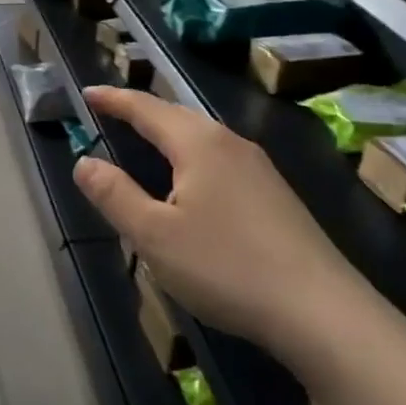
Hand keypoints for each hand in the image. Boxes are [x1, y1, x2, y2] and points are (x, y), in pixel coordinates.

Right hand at [74, 87, 380, 379]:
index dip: (115, 99)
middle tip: (113, 111)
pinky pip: (221, 159)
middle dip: (142, 111)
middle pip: (178, 115)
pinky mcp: (275, 196)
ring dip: (169, 132)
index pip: (147, 109)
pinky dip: (192, 156)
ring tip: (146, 140)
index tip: (88, 92)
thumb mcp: (154, 236)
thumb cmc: (225, 266)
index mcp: (198, 144)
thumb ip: (114, 195)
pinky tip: (193, 183)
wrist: (322, 312)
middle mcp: (230, 144)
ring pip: (203, 137)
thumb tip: (84, 162)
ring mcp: (260, 169)